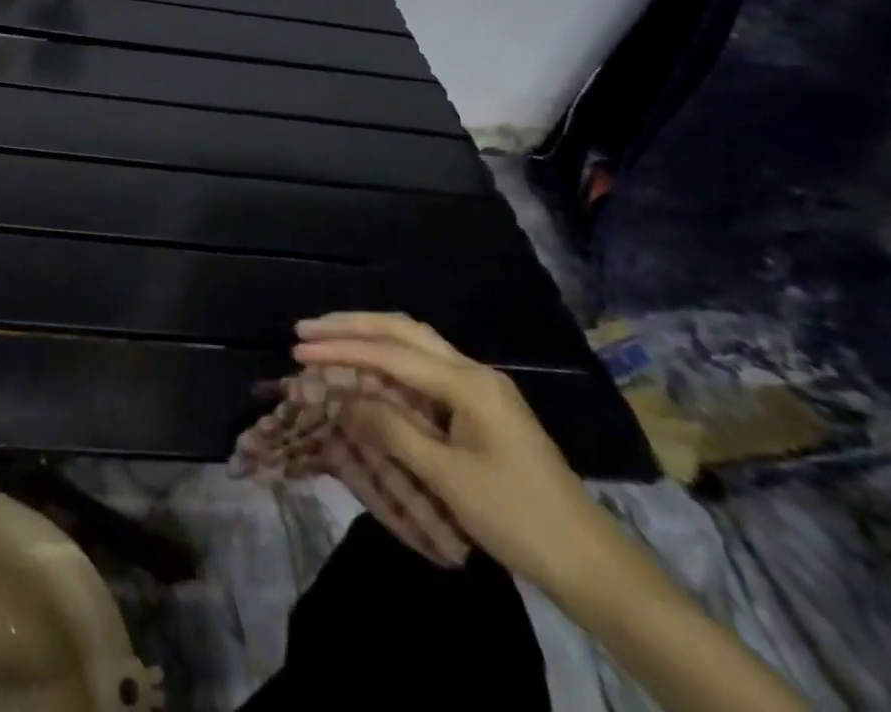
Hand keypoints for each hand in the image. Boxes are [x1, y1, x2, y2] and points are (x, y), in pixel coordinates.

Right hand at [293, 312, 617, 594]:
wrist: (591, 563)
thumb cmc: (519, 519)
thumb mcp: (449, 478)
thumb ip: (393, 430)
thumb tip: (343, 399)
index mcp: (468, 383)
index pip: (391, 353)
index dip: (342, 349)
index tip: (299, 349)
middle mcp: (473, 371)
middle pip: (403, 330)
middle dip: (352, 327)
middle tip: (307, 330)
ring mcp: (479, 387)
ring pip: (415, 343)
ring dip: (370, 337)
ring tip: (328, 339)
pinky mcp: (480, 407)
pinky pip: (425, 369)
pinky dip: (390, 362)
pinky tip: (369, 368)